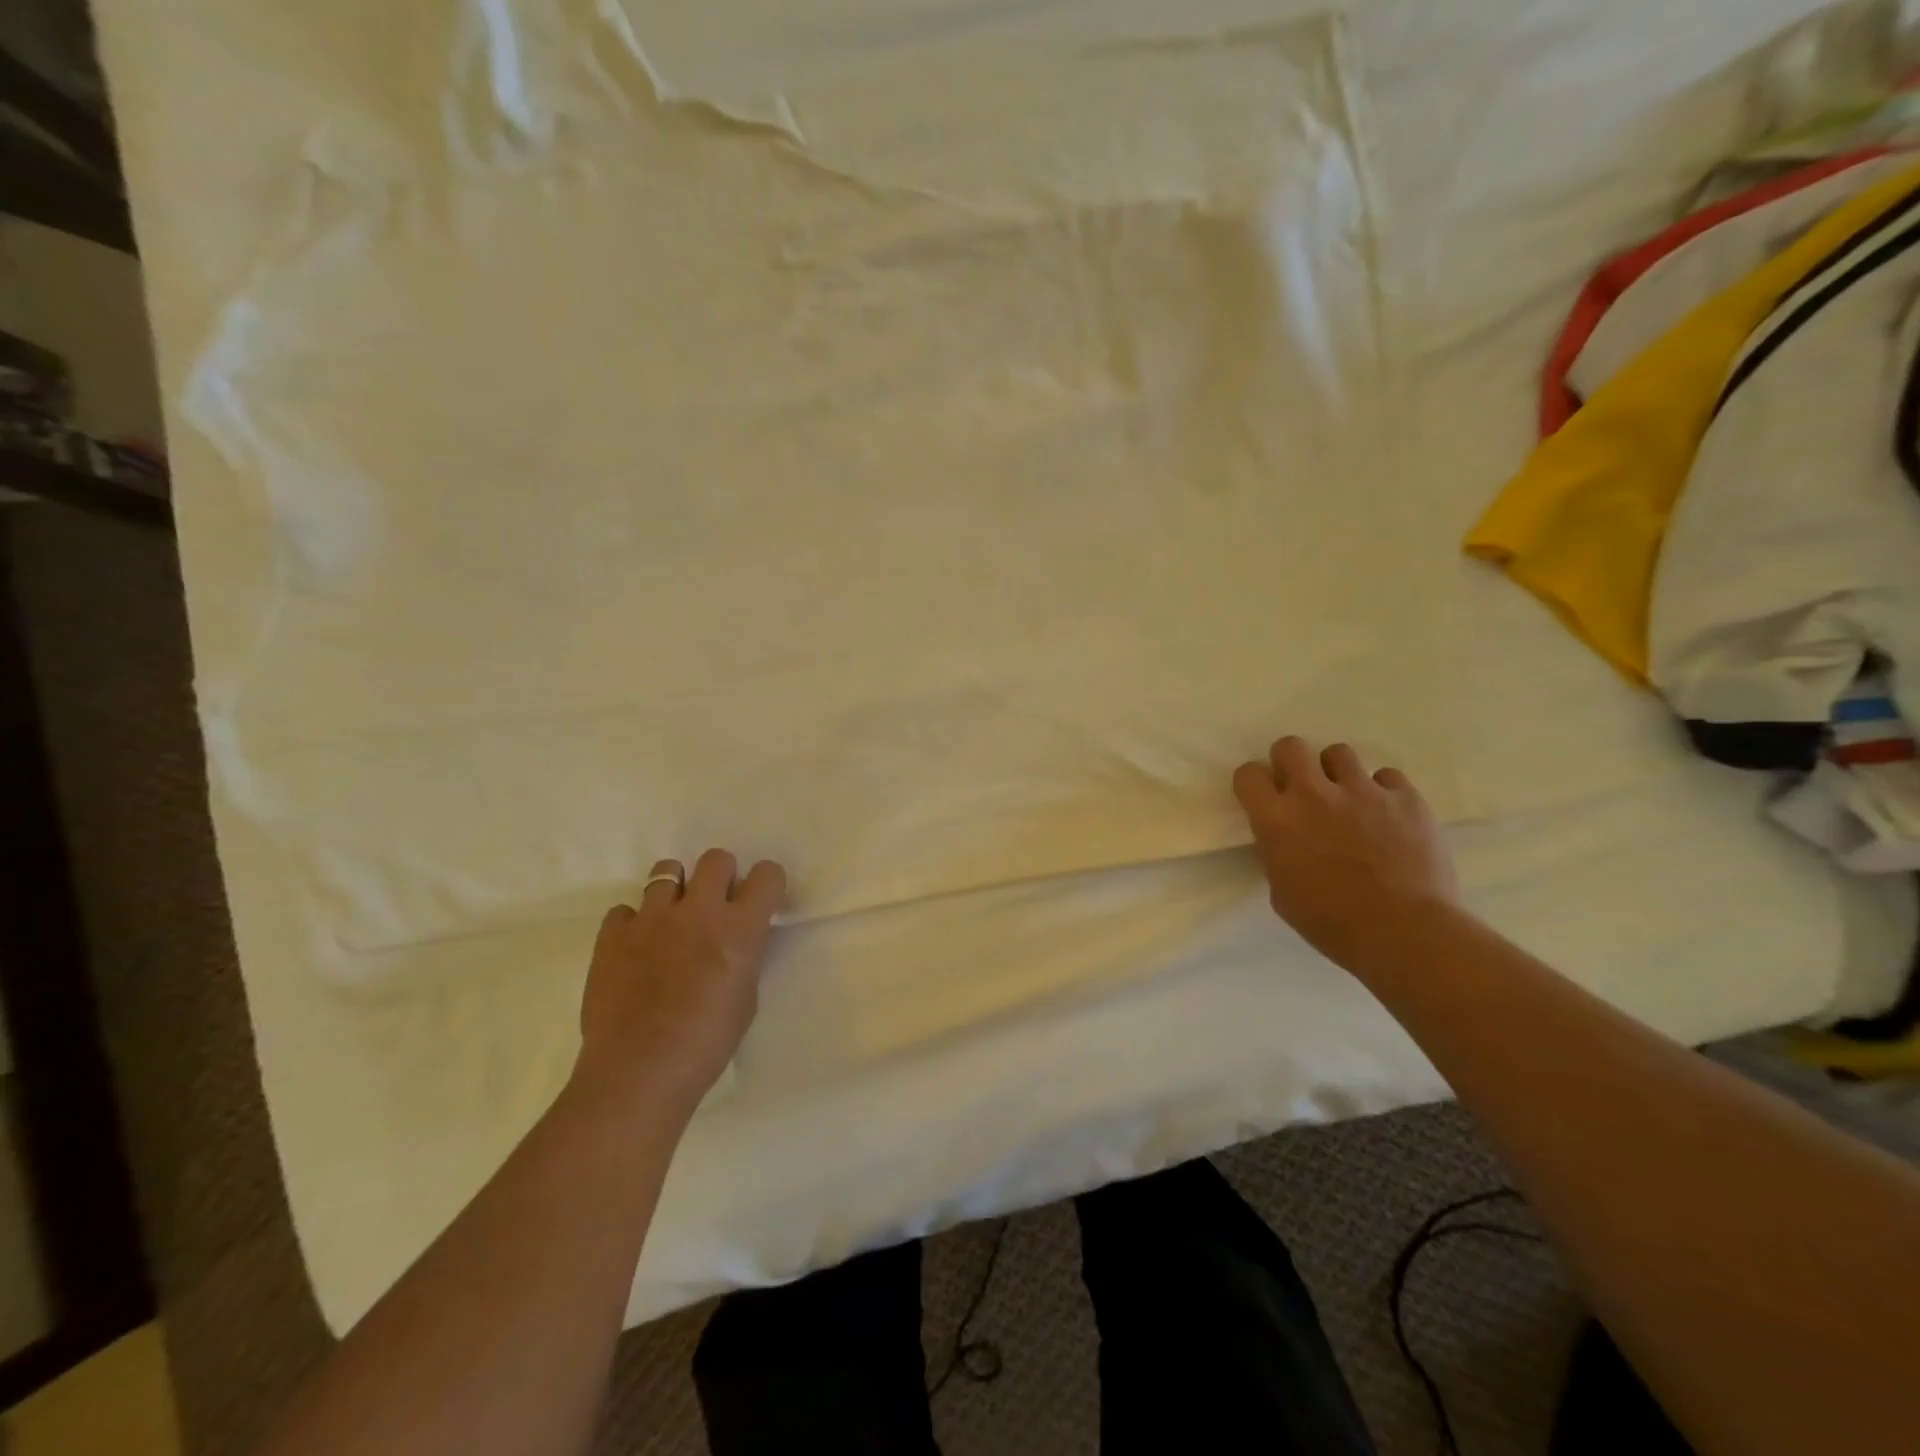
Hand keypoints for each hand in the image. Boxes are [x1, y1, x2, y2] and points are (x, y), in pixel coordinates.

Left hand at [573, 849, 786, 1117]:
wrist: (639, 1072)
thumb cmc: (706, 1043)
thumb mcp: (745, 997)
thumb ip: (742, 957)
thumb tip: (733, 943)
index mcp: (740, 927)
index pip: (767, 874)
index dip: (766, 883)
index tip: (760, 900)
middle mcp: (700, 910)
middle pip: (716, 859)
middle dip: (721, 876)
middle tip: (715, 906)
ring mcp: (652, 917)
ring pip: (666, 870)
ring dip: (675, 891)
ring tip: (671, 922)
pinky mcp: (613, 934)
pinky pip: (625, 910)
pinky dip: (633, 924)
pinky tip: (635, 950)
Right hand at [1232, 736, 1460, 970]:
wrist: (1404, 933)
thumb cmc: (1331, 923)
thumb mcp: (1282, 892)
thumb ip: (1277, 853)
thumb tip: (1284, 839)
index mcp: (1277, 820)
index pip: (1248, 774)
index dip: (1254, 784)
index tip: (1263, 798)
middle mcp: (1314, 794)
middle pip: (1291, 746)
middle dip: (1291, 762)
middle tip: (1302, 787)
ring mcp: (1363, 791)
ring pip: (1340, 753)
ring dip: (1338, 773)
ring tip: (1349, 799)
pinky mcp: (1405, 798)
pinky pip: (1388, 777)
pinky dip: (1383, 792)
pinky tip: (1388, 816)